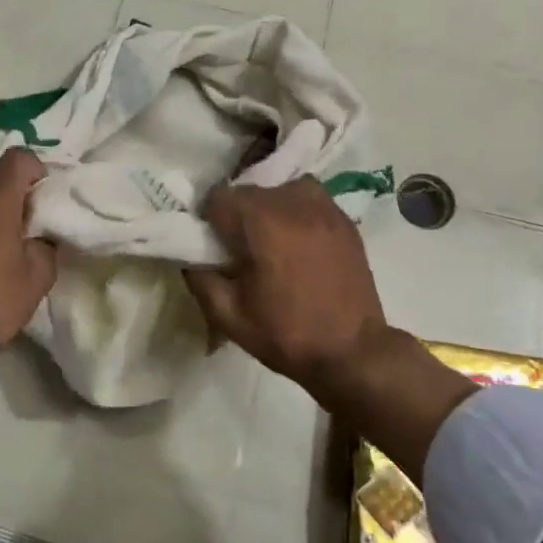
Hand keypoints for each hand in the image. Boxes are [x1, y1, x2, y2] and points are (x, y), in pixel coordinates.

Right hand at [183, 179, 389, 392]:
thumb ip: (200, 278)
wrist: (352, 352)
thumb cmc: (286, 335)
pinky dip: (296, 213)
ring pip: (278, 190)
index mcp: (261, 223)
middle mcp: (292, 202)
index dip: (210, 221)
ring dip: (268, 210)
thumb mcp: (229, 316)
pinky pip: (308, 199)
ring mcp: (324, 207)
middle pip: (248, 191)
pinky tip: (299, 243)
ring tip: (273, 244)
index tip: (215, 247)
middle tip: (243, 252)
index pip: (218, 197)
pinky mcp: (343, 218)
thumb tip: (189, 256)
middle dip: (238, 216)